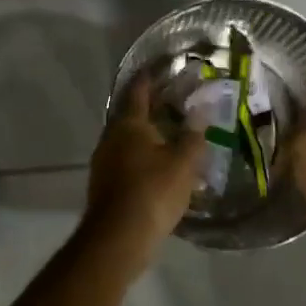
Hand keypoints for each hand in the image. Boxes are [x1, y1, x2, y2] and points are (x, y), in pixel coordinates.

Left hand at [84, 78, 204, 256]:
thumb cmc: (153, 192)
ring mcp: (104, 162)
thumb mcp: (183, 163)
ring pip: (128, 139)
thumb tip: (201, 111)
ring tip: (171, 133)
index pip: (139, 90)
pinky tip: (159, 165)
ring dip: (147, 134)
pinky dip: (142, 156)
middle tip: (174, 101)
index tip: (162, 67)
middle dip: (150, 107)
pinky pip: (126, 160)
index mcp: (129, 124)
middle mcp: (111, 137)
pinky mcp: (105, 184)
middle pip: (130, 114)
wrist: (119, 238)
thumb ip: (193, 136)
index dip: (150, 77)